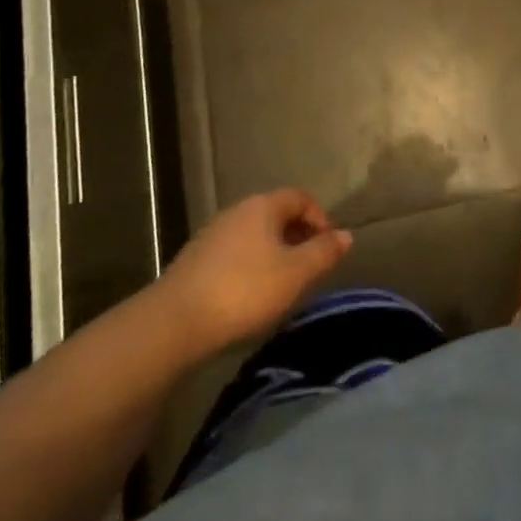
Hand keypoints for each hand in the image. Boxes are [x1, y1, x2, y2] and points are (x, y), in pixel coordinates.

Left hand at [151, 190, 352, 357]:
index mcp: (263, 206)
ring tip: (284, 285)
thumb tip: (345, 235)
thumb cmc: (244, 290)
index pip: (300, 197)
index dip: (320, 217)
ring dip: (275, 253)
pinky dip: (252, 266)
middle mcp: (237, 211)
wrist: (174, 322)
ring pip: (255, 235)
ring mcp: (213, 234)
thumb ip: (324, 252)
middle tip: (310, 268)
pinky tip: (252, 295)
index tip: (329, 247)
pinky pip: (235, 253)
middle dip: (299, 236)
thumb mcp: (295, 273)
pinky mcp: (196, 260)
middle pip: (277, 214)